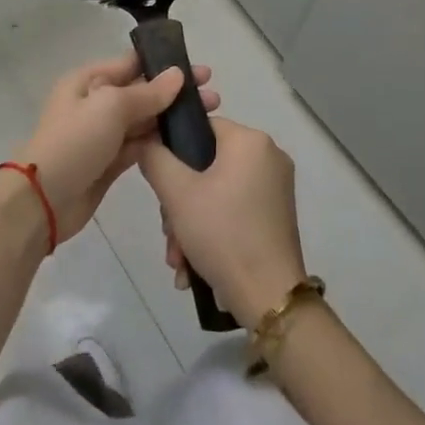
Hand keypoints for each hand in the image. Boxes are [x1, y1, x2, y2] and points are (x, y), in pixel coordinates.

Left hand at [12, 52, 217, 243]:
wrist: (43, 200)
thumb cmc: (75, 142)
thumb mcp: (110, 107)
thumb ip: (146, 93)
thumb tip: (176, 75)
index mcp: (89, 81)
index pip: (132, 64)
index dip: (166, 65)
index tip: (201, 71)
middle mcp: (96, 103)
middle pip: (142, 92)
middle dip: (176, 93)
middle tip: (213, 96)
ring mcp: (103, 134)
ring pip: (144, 120)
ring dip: (172, 118)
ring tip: (209, 118)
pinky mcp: (110, 162)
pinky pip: (140, 145)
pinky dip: (161, 143)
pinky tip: (188, 143)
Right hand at [138, 118, 306, 321]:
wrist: (269, 297)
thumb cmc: (222, 233)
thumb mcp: (176, 193)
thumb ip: (155, 158)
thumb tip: (147, 142)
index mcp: (250, 141)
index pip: (201, 127)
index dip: (173, 150)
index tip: (159, 185)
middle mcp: (269, 156)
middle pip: (207, 165)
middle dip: (179, 202)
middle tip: (168, 234)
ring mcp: (275, 188)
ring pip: (217, 192)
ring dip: (190, 223)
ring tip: (178, 260)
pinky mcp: (276, 215)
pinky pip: (234, 210)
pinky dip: (212, 231)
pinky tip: (193, 266)